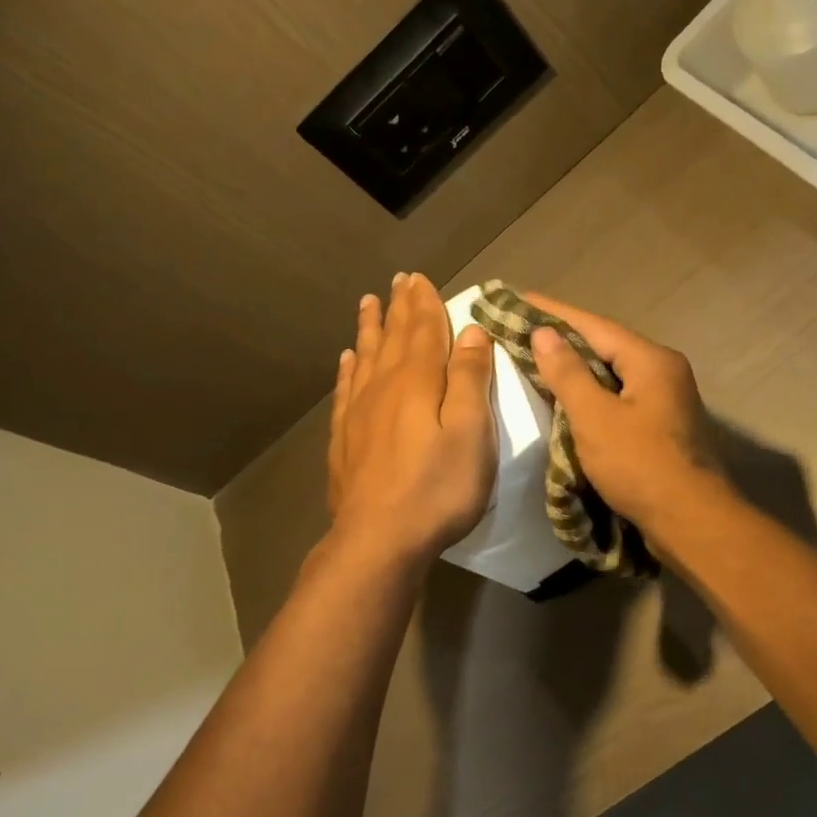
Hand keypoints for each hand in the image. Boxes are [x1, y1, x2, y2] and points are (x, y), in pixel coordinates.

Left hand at [327, 273, 496, 565]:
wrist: (379, 538)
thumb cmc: (437, 488)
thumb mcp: (472, 433)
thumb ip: (470, 380)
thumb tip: (470, 331)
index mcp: (419, 382)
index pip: (424, 330)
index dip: (425, 303)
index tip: (420, 277)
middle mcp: (384, 387)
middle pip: (393, 338)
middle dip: (399, 307)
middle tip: (398, 281)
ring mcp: (358, 413)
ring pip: (366, 357)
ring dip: (370, 328)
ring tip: (368, 303)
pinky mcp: (345, 439)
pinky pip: (346, 390)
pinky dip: (348, 368)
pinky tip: (348, 359)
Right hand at [522, 291, 720, 532]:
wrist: (691, 521)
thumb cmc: (640, 465)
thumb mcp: (595, 417)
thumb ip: (568, 374)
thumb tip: (544, 334)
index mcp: (652, 361)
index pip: (594, 326)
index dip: (553, 313)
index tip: (518, 298)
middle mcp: (664, 373)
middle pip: (606, 348)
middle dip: (564, 340)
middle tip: (522, 330)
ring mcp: (667, 402)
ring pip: (613, 376)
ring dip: (577, 370)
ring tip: (538, 362)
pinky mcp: (663, 430)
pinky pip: (620, 401)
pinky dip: (592, 397)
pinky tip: (568, 403)